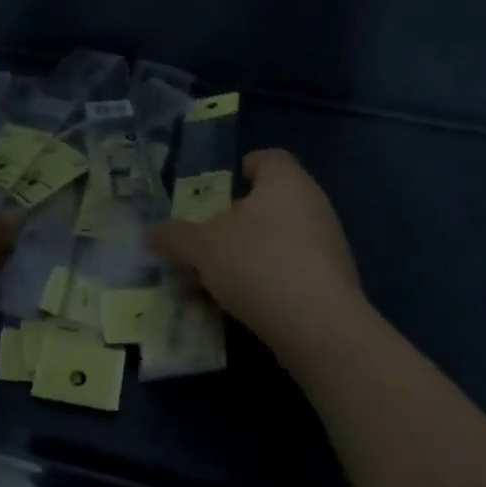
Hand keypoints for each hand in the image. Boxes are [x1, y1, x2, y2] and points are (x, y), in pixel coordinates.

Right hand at [149, 149, 363, 356]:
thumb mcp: (202, 248)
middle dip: (242, 217)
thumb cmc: (258, 263)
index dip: (245, 168)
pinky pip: (297, 268)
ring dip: (255, 250)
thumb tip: (149, 233)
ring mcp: (330, 244)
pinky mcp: (336, 282)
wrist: (320, 328)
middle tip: (211, 235)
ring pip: (285, 236)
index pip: (268, 158)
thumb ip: (175, 238)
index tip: (222, 189)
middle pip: (274, 199)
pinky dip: (273, 278)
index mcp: (285, 181)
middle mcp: (313, 203)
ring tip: (223, 274)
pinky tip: (249, 301)